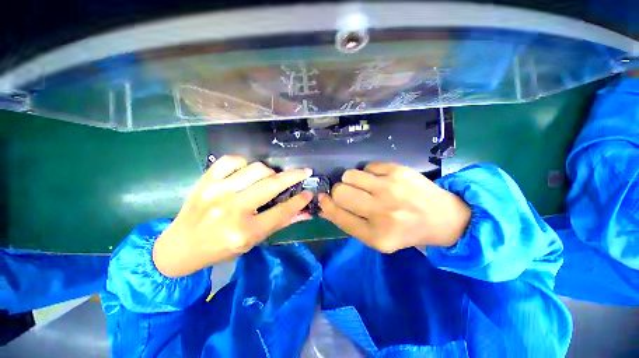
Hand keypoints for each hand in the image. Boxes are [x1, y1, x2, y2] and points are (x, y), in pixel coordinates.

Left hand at [152, 156, 312, 276]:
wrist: (181, 246)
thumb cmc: (220, 249)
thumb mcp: (253, 242)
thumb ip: (280, 224)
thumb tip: (304, 212)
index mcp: (244, 231)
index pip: (281, 212)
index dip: (299, 201)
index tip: (309, 192)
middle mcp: (232, 209)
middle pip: (271, 185)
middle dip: (293, 176)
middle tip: (305, 171)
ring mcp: (217, 191)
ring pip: (256, 169)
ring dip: (269, 172)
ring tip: (270, 178)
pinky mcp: (205, 180)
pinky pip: (232, 160)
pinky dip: (245, 163)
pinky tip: (247, 172)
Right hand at [319, 163, 470, 252]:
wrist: (443, 217)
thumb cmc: (405, 231)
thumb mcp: (375, 237)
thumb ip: (348, 222)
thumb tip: (324, 204)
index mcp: (376, 235)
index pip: (338, 215)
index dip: (326, 205)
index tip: (323, 198)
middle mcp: (382, 212)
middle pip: (340, 191)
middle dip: (339, 191)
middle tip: (350, 194)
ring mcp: (391, 188)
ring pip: (350, 174)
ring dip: (352, 180)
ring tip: (365, 186)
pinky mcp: (398, 171)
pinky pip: (367, 166)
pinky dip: (369, 173)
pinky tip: (380, 180)